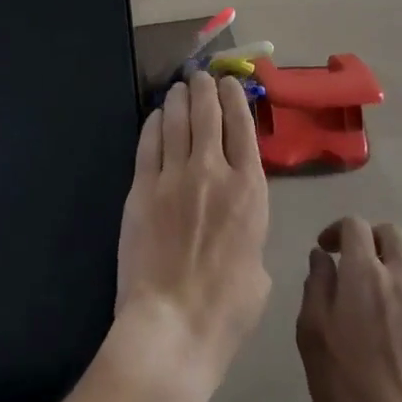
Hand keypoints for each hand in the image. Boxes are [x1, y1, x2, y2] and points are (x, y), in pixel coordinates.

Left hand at [111, 72, 270, 401]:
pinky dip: (154, 123)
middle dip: (205, 89)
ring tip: (179, 88)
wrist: (173, 325)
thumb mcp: (259, 265)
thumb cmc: (227, 308)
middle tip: (201, 77)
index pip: (242, 127)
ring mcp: (174, 175)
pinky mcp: (142, 186)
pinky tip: (157, 116)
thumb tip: (236, 215)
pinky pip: (149, 142)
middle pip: (208, 113)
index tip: (230, 85)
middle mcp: (213, 170)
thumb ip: (250, 227)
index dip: (236, 99)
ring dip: (179, 99)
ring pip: (177, 120)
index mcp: (249, 190)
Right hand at [296, 217, 401, 401]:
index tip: (324, 249)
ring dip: (397, 254)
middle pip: (393, 233)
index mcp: (363, 274)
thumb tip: (322, 257)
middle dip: (370, 235)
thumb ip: (316, 286)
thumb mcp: (313, 333)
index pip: (356, 227)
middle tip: (352, 256)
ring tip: (379, 272)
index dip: (337, 229)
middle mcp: (398, 279)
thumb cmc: (346, 384)